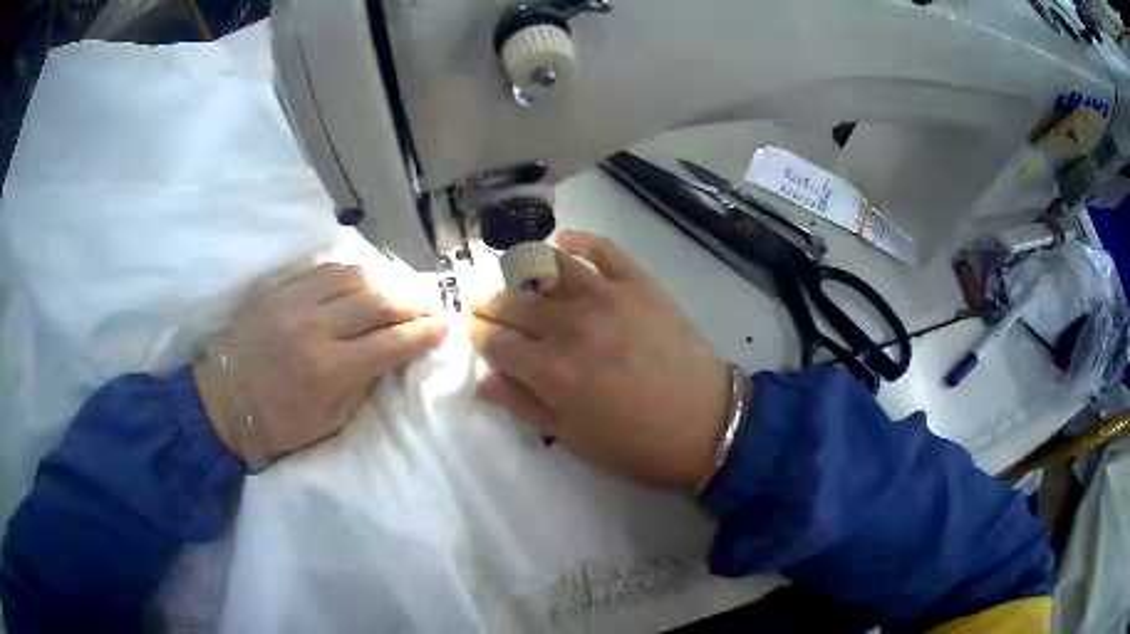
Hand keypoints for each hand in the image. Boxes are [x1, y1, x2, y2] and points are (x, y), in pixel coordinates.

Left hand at [195, 263, 447, 461]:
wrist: (223, 402)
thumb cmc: (280, 424)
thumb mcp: (330, 421)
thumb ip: (362, 385)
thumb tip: (390, 355)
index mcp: (330, 370)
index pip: (391, 343)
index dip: (423, 333)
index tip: (444, 325)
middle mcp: (316, 328)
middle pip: (378, 301)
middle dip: (412, 300)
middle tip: (430, 300)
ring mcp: (295, 302)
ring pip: (354, 276)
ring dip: (385, 280)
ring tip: (402, 287)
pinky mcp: (279, 289)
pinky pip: (325, 269)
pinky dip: (353, 272)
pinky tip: (365, 278)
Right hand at [469, 231, 729, 487]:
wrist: (705, 423)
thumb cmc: (635, 442)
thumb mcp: (572, 438)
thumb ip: (523, 405)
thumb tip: (482, 382)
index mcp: (550, 370)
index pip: (495, 341)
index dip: (477, 333)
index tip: (473, 329)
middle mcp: (570, 326)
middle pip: (514, 301)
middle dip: (491, 303)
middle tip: (487, 306)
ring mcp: (606, 297)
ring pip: (549, 268)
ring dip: (523, 269)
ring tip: (518, 277)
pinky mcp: (638, 283)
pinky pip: (602, 249)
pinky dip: (579, 239)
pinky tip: (564, 241)